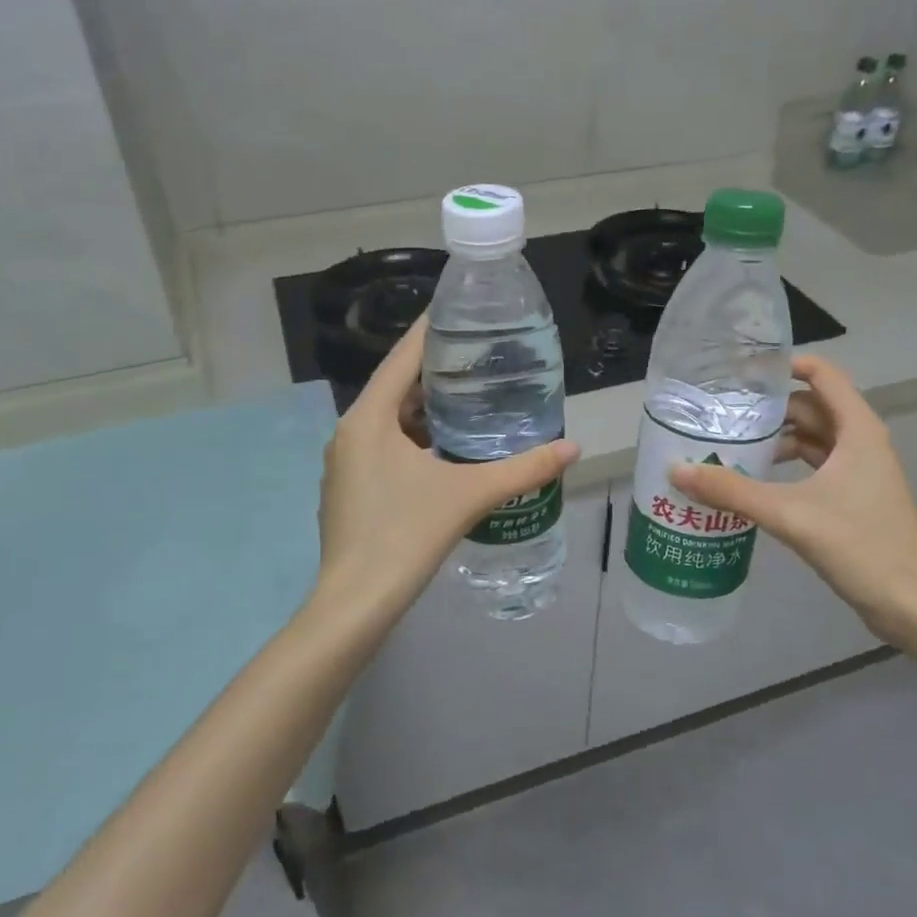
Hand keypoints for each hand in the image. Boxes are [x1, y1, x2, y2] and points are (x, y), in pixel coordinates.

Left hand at [313, 317, 578, 638]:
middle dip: (437, 373)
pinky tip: (447, 449)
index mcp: (368, 418)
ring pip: (389, 419)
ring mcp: (344, 461)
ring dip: (426, 408)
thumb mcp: (469, 495)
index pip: (403, 357)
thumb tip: (572, 448)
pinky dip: (413, 437)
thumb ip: (524, 469)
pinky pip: (383, 445)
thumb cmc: (406, 536)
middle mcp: (349, 431)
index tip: (463, 313)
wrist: (355, 602)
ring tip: (472, 400)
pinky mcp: (348, 487)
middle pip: (396, 386)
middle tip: (482, 360)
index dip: (432, 332)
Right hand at [669, 355, 916, 644]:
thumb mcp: (790, 513)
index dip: (785, 365)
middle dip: (770, 409)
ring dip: (777, 440)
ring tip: (732, 447)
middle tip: (724, 413)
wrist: (912, 604)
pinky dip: (788, 467)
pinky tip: (757, 482)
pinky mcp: (854, 498)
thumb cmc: (860, 545)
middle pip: (812, 408)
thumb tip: (677, 470)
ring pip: (813, 440)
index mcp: (857, 430)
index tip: (743, 372)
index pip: (823, 375)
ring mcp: (860, 472)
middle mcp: (861, 442)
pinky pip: (816, 467)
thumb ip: (732, 491)